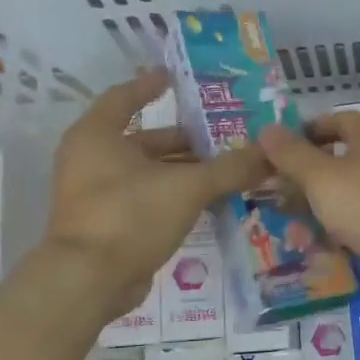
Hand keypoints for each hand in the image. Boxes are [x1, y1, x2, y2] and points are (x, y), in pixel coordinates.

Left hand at [45, 69, 266, 317]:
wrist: (89, 281)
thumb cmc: (130, 215)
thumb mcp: (187, 187)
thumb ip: (230, 169)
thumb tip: (271, 153)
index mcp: (97, 136)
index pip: (125, 98)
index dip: (152, 86)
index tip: (177, 78)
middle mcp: (91, 160)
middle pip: (143, 140)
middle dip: (184, 139)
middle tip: (223, 135)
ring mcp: (96, 195)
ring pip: (148, 173)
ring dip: (184, 171)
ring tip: (225, 169)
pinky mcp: (108, 225)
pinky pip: (147, 200)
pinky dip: (174, 196)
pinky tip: (208, 201)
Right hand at [258, 112, 359, 289]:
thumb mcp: (321, 178)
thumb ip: (292, 155)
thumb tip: (267, 129)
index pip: (335, 120)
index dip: (307, 132)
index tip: (282, 151)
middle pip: (343, 155)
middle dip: (311, 175)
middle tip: (283, 194)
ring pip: (354, 188)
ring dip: (326, 203)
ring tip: (300, 226)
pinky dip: (348, 223)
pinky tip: (334, 243)